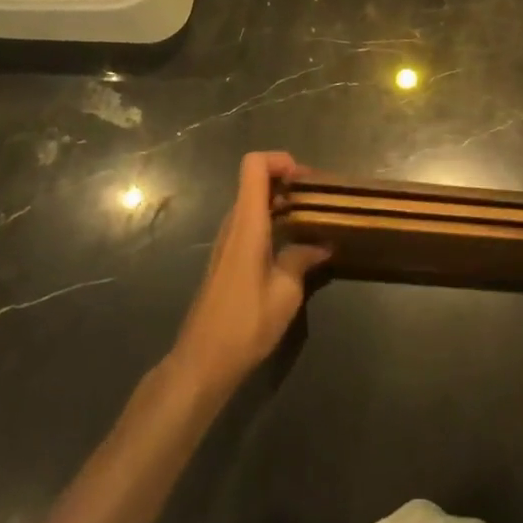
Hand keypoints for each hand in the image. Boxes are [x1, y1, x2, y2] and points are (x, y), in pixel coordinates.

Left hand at [170, 152, 329, 399]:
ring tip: (312, 221)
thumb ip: (302, 260)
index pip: (254, 166)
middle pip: (255, 182)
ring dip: (281, 203)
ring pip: (253, 204)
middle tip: (318, 200)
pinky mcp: (226, 259)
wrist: (201, 362)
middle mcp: (234, 226)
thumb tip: (322, 245)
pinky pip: (250, 225)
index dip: (280, 160)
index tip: (306, 180)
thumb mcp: (285, 294)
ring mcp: (227, 242)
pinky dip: (272, 222)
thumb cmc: (245, 325)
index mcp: (248, 225)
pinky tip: (293, 246)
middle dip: (287, 181)